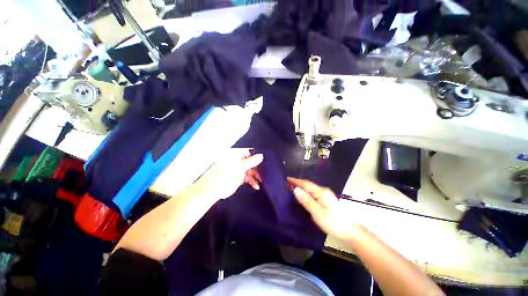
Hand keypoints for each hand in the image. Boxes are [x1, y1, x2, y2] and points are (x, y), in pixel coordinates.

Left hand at [195, 149, 262, 200]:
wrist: (213, 190)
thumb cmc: (224, 175)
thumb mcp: (239, 166)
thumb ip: (251, 161)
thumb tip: (261, 155)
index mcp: (235, 154)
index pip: (249, 152)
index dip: (258, 155)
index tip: (266, 159)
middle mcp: (238, 160)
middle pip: (251, 161)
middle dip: (258, 167)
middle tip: (266, 171)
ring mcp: (239, 169)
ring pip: (251, 170)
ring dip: (257, 175)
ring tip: (262, 180)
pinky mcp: (240, 177)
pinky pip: (249, 177)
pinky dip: (253, 181)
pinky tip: (256, 186)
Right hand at [287, 178, 359, 240]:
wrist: (350, 231)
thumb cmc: (333, 222)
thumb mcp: (318, 212)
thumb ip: (306, 200)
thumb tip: (295, 189)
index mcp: (321, 192)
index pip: (306, 183)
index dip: (296, 181)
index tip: (286, 178)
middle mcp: (323, 191)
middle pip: (308, 185)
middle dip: (297, 183)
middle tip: (287, 183)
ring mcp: (325, 195)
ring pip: (310, 189)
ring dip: (301, 187)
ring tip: (292, 187)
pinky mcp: (326, 200)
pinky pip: (313, 193)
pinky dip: (305, 192)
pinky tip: (302, 195)